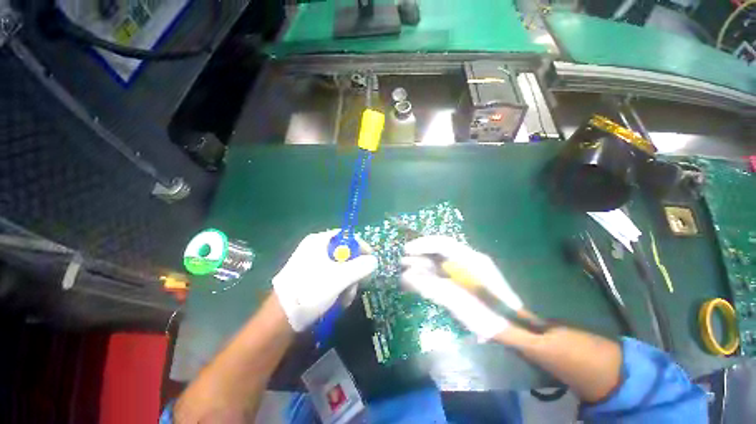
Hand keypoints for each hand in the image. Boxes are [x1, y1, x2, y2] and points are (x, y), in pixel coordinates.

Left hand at [273, 230, 377, 331]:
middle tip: (357, 284)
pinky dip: (338, 287)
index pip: (346, 236)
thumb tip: (374, 260)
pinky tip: (338, 301)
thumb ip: (360, 267)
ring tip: (346, 297)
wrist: (281, 318)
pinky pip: (331, 276)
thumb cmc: (311, 290)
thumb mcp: (340, 277)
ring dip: (347, 282)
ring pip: (339, 268)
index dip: (360, 246)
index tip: (370, 260)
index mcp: (319, 241)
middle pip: (344, 253)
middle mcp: (315, 249)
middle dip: (353, 271)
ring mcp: (312, 263)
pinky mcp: (311, 277)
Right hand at [400, 236, 522, 340]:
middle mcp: (465, 260)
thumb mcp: (457, 300)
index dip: (423, 244)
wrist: (506, 328)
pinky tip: (414, 283)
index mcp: (469, 259)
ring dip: (421, 267)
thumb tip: (407, 276)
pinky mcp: (459, 282)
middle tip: (402, 261)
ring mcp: (462, 271)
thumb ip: (431, 287)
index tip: (407, 250)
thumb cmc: (485, 314)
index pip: (442, 243)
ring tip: (404, 273)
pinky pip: (439, 275)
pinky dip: (426, 278)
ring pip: (437, 264)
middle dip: (419, 255)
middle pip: (438, 252)